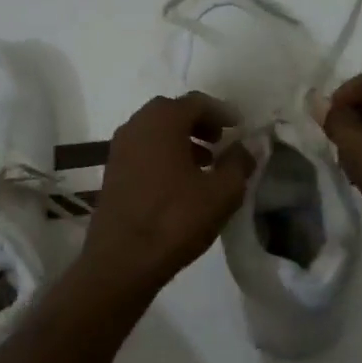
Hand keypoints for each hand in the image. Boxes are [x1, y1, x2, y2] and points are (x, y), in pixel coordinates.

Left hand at [76, 93, 254, 301]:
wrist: (122, 260)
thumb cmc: (175, 220)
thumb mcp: (222, 193)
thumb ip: (240, 163)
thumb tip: (249, 145)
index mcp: (162, 121)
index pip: (196, 102)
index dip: (222, 112)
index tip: (239, 128)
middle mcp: (135, 126)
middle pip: (172, 113)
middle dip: (199, 123)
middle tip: (221, 141)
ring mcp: (118, 149)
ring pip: (155, 133)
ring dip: (181, 140)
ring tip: (205, 164)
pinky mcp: (112, 173)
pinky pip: (143, 151)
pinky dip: (163, 156)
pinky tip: (180, 183)